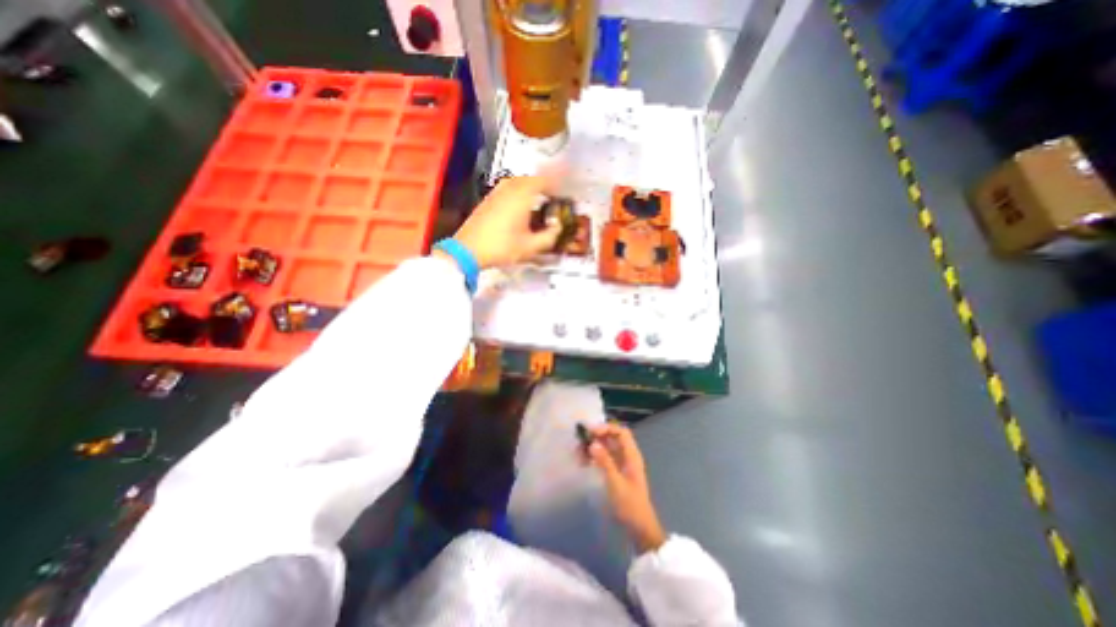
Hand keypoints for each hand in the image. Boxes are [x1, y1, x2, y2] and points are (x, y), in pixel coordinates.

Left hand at [447, 174, 561, 268]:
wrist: (468, 250)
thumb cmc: (501, 247)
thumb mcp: (530, 246)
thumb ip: (549, 236)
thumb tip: (558, 228)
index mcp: (522, 195)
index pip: (544, 180)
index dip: (557, 184)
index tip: (564, 191)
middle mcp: (509, 188)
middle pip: (531, 179)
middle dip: (545, 185)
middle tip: (553, 197)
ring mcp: (496, 192)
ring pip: (518, 183)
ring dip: (531, 188)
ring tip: (539, 201)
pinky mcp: (488, 200)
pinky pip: (508, 189)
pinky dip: (519, 193)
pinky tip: (520, 208)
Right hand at [585, 421, 659, 553]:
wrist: (639, 528)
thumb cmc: (629, 505)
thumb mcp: (616, 483)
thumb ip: (605, 462)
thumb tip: (592, 443)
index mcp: (632, 455)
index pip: (620, 432)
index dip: (606, 428)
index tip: (590, 432)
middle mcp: (627, 456)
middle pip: (612, 437)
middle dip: (596, 437)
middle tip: (580, 442)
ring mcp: (621, 463)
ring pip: (606, 447)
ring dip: (593, 447)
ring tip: (578, 454)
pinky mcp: (616, 472)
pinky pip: (604, 457)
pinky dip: (594, 457)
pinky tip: (583, 462)